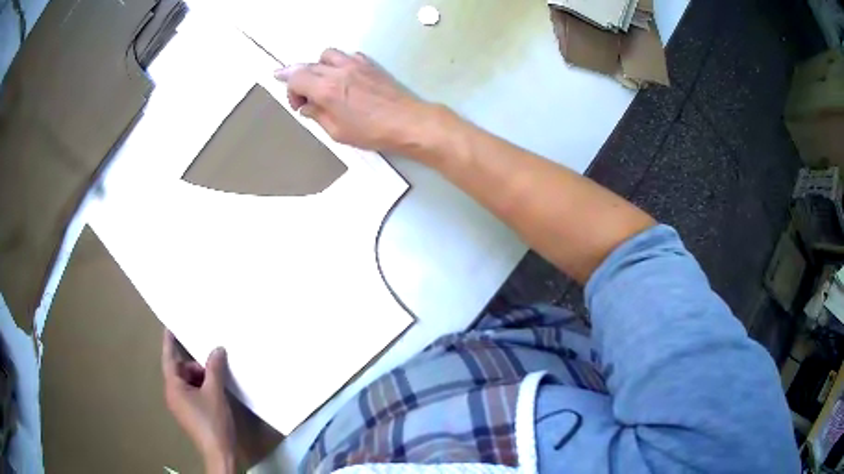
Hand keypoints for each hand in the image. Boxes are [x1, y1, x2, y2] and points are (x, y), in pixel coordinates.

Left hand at [162, 330, 235, 473]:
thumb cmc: (213, 421)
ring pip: (187, 383)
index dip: (169, 342)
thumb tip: (217, 349)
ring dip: (200, 379)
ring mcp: (179, 406)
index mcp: (173, 387)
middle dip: (195, 367)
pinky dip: (201, 389)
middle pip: (180, 371)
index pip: (169, 358)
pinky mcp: (188, 414)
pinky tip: (215, 395)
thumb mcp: (215, 392)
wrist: (218, 452)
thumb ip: (214, 368)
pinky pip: (191, 394)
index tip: (169, 327)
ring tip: (216, 386)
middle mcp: (172, 394)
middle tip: (212, 370)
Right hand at [274, 48, 432, 153]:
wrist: (407, 122)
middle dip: (299, 80)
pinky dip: (338, 63)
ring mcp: (355, 64)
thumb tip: (306, 107)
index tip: (297, 105)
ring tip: (323, 84)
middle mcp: (338, 71)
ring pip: (326, 55)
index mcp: (326, 89)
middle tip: (304, 99)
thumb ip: (317, 115)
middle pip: (307, 65)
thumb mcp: (337, 132)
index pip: (295, 78)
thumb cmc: (371, 132)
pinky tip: (343, 78)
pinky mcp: (369, 64)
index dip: (289, 89)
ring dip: (318, 67)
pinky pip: (346, 55)